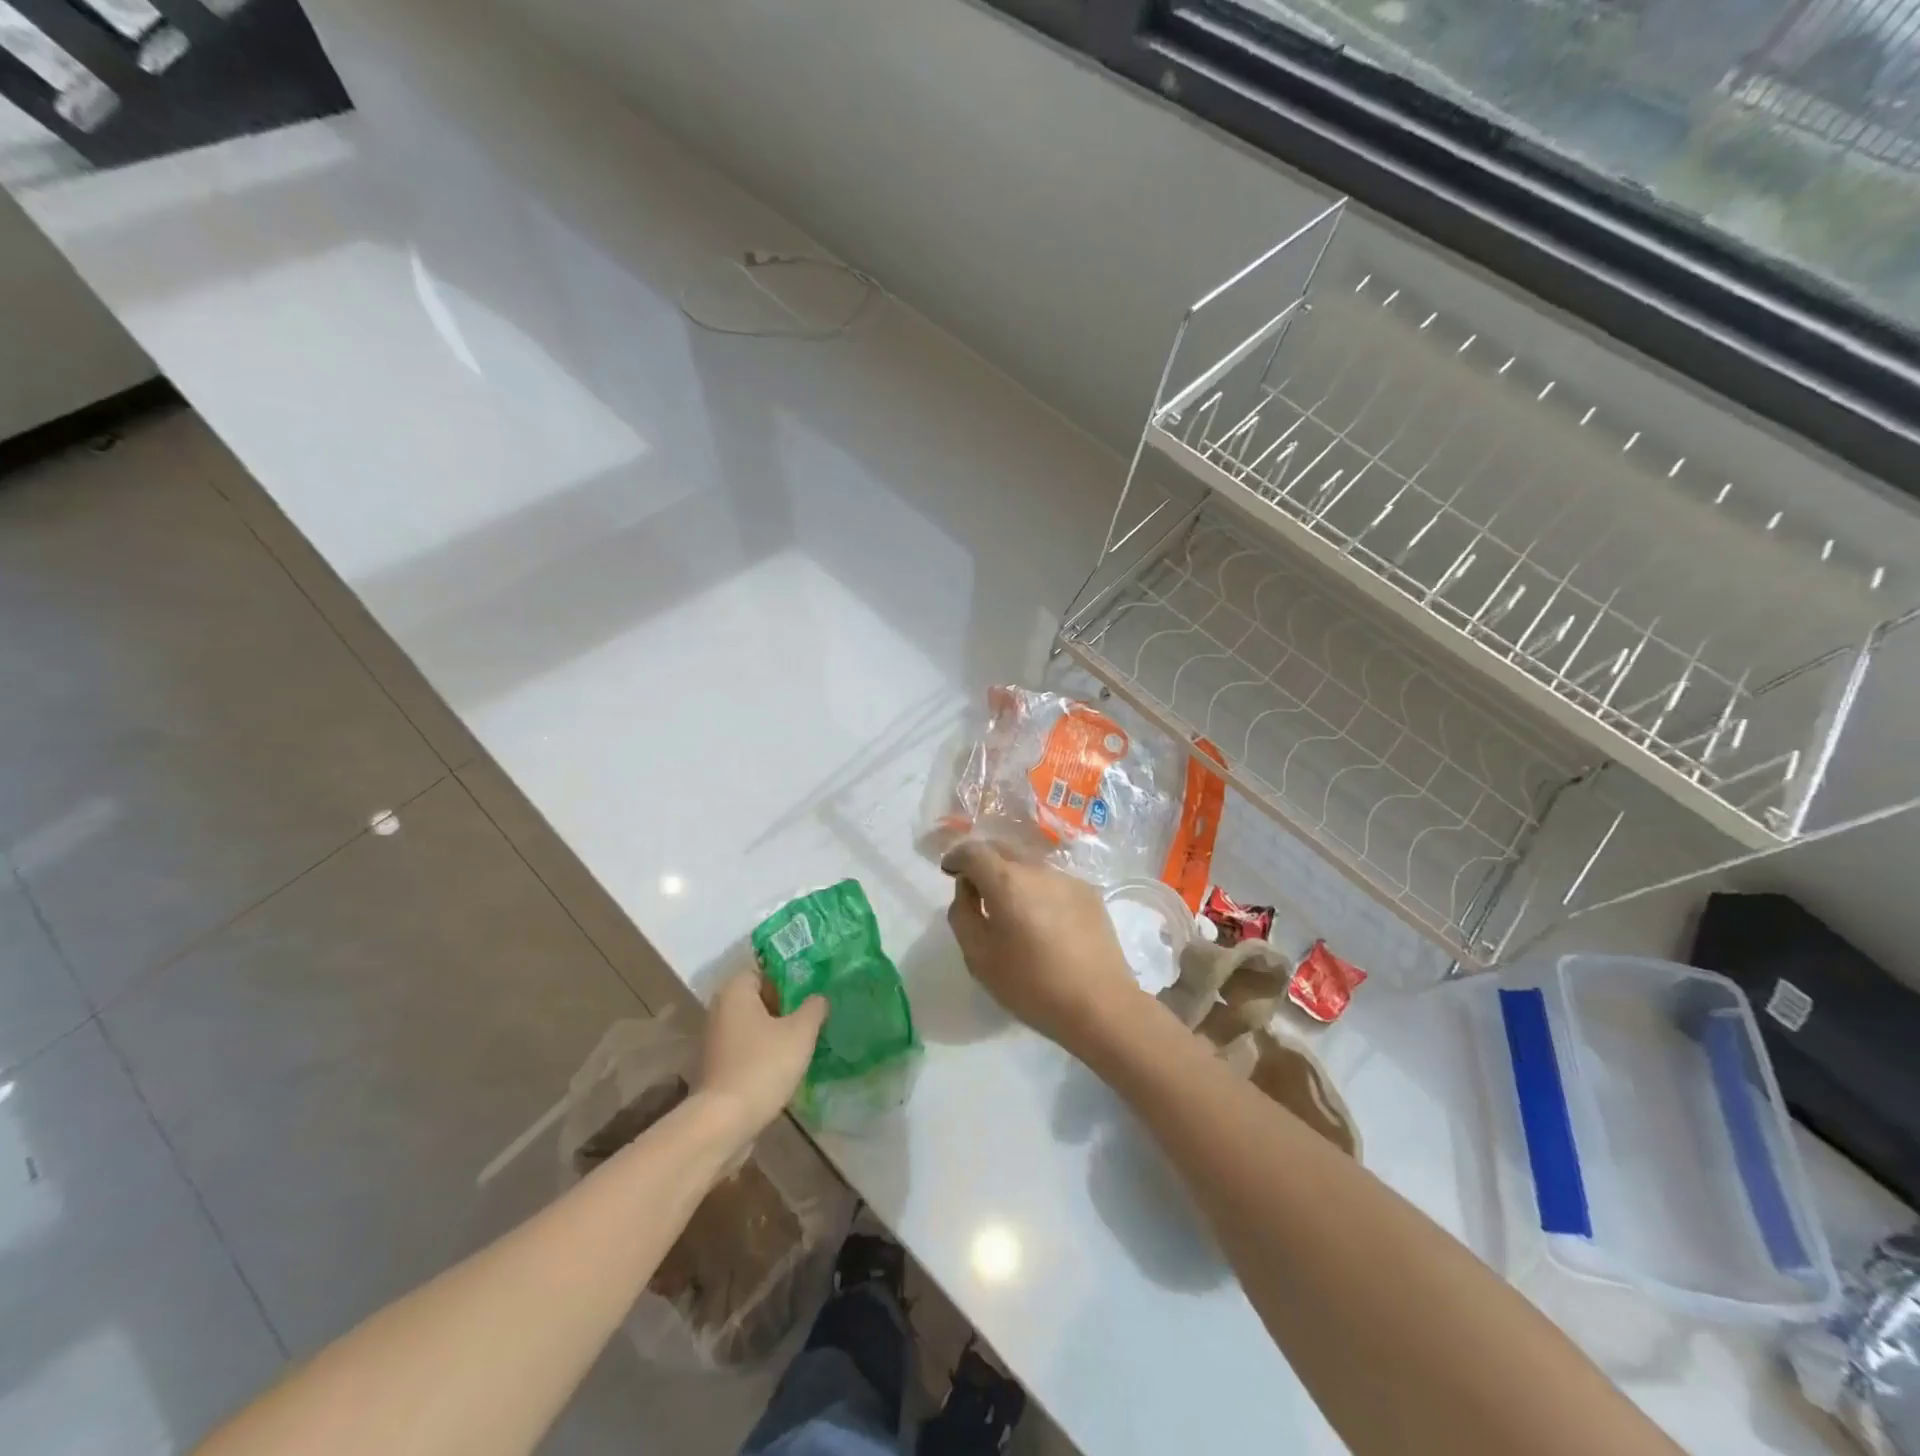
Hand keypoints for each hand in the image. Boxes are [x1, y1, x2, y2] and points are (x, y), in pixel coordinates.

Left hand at [696, 972, 826, 1137]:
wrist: (723, 1122)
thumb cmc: (763, 1066)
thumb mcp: (800, 1032)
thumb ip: (814, 1008)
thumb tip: (818, 998)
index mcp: (735, 990)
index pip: (765, 970)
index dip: (790, 978)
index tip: (813, 990)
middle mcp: (720, 1009)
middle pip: (759, 997)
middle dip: (787, 1005)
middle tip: (815, 1014)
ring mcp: (716, 1039)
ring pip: (754, 1024)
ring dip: (777, 1030)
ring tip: (806, 1039)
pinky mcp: (717, 1066)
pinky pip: (747, 1047)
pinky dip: (765, 1051)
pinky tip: (787, 1064)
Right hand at [942, 840, 1143, 1057]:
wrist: (1099, 1004)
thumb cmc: (1031, 984)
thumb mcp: (979, 956)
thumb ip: (963, 914)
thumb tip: (967, 889)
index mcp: (1007, 881)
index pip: (974, 851)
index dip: (957, 857)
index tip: (950, 872)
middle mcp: (1038, 869)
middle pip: (1003, 849)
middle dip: (984, 861)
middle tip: (976, 888)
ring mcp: (1068, 878)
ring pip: (1030, 864)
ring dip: (1012, 876)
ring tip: (1011, 908)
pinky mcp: (1089, 893)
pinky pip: (1053, 881)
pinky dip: (1038, 890)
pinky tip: (1042, 921)